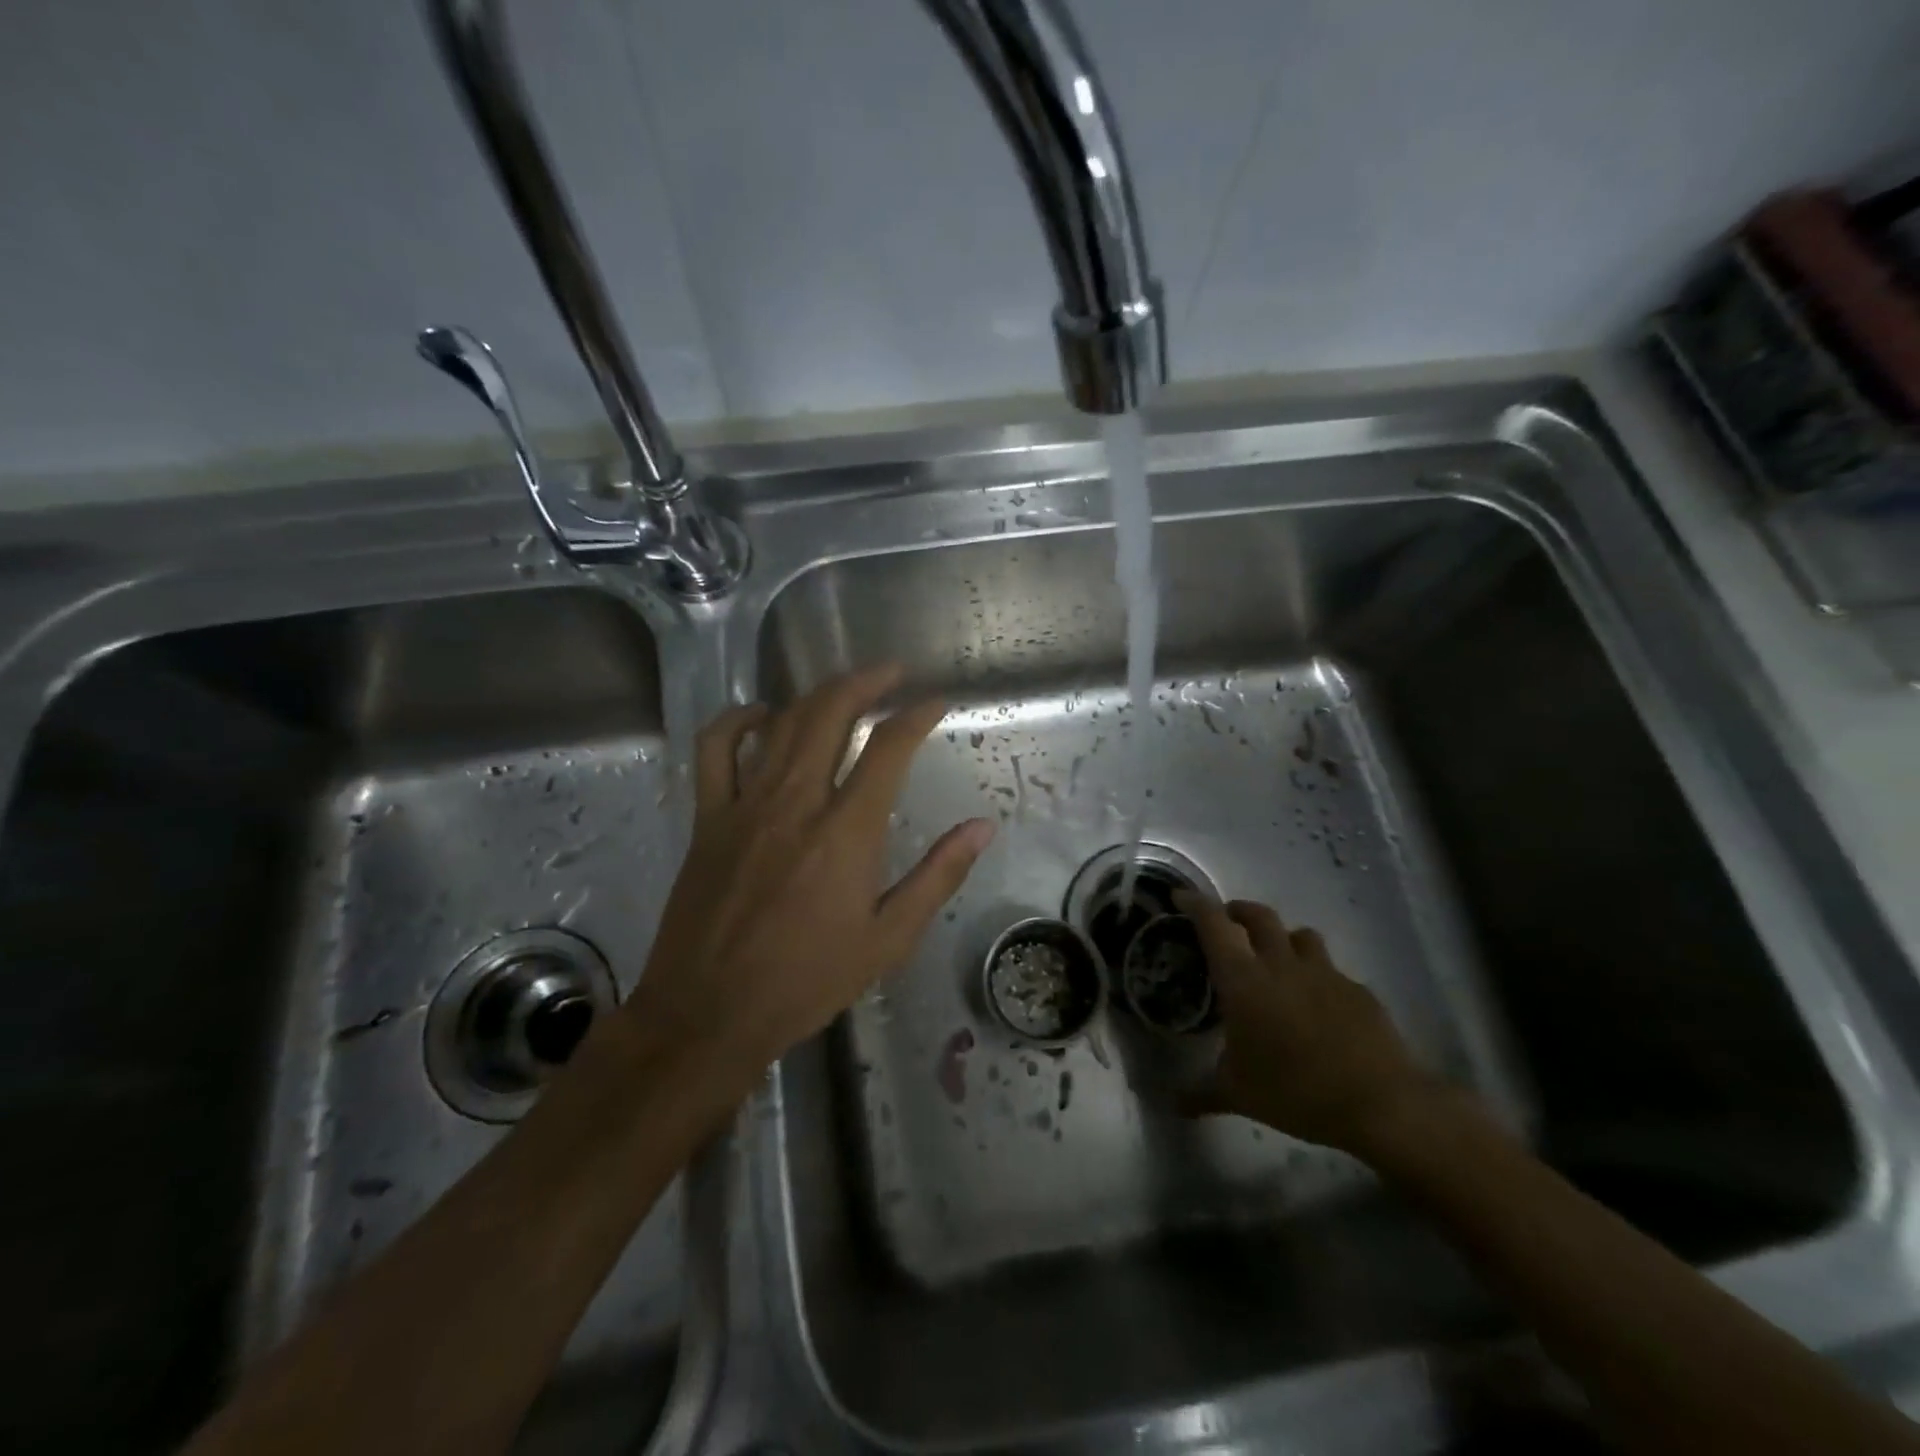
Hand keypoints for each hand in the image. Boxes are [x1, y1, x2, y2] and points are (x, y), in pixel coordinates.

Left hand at [625, 665, 994, 1096]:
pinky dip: (738, 721)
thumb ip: (938, 876)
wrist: (710, 1013)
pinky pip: (716, 750)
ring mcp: (745, 804)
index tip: (935, 702)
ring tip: (844, 687)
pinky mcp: (708, 817)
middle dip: (866, 681)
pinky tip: (762, 716)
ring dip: (817, 694)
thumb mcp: (888, 939)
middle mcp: (796, 802)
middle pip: (831, 713)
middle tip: (892, 672)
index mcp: (846, 831)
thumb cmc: (807, 981)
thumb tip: (982, 827)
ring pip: (782, 723)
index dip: (916, 715)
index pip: (888, 748)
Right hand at [1178, 893, 1438, 1156]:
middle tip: (1228, 923)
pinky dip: (1317, 975)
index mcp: (1243, 980)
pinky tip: (1318, 1003)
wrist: (1380, 1103)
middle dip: (1238, 911)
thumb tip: (1171, 1104)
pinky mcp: (1358, 989)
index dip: (1195, 904)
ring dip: (1282, 937)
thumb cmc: (1295, 1091)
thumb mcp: (1238, 1095)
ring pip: (1299, 934)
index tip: (1181, 896)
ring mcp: (1324, 973)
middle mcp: (1280, 964)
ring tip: (1276, 957)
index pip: (1213, 925)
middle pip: (1258, 915)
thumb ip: (1200, 1093)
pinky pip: (1331, 969)